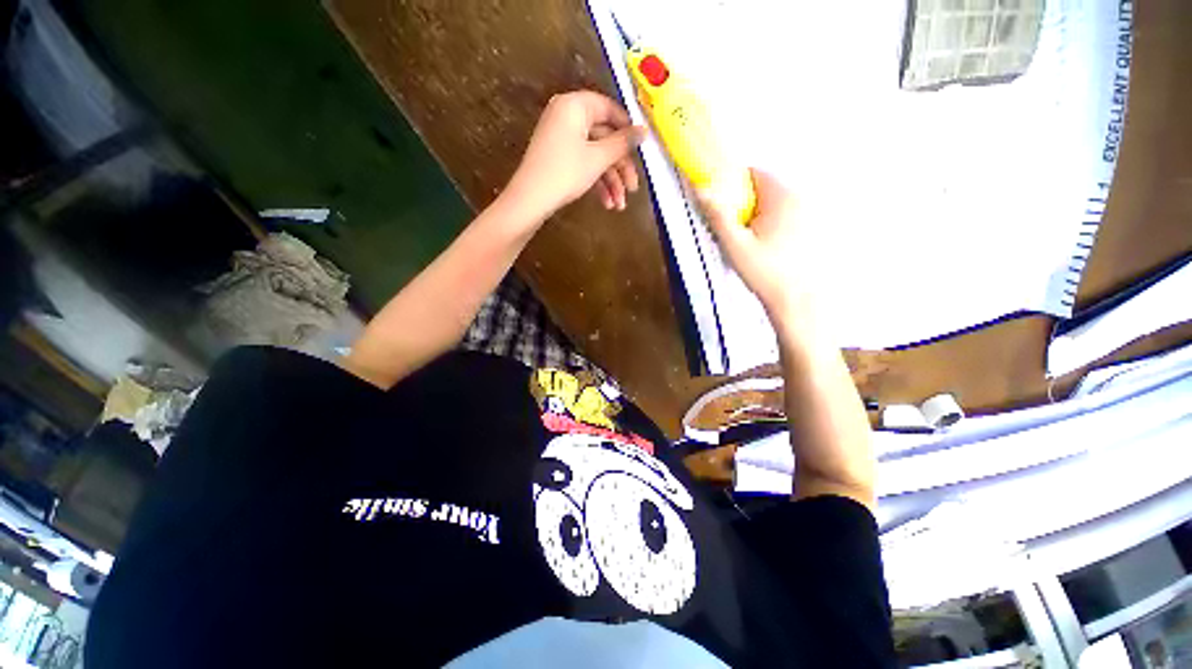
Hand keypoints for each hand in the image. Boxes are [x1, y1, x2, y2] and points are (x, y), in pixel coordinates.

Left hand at [504, 91, 645, 223]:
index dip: (628, 130)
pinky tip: (606, 203)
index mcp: (575, 106)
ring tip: (619, 205)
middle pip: (604, 138)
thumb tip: (644, 130)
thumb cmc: (565, 173)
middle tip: (633, 188)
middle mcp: (567, 117)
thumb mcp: (598, 158)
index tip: (642, 150)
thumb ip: (623, 143)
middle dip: (620, 168)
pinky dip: (596, 183)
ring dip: (610, 181)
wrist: (530, 200)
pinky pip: (583, 164)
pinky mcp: (558, 158)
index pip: (609, 109)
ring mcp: (561, 138)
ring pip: (595, 156)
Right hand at [697, 170, 808, 319]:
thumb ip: (718, 216)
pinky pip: (788, 215)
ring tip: (751, 242)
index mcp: (782, 196)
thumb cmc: (765, 272)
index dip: (733, 184)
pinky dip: (775, 224)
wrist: (798, 300)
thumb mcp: (735, 246)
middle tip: (735, 230)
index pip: (754, 173)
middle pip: (765, 187)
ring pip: (777, 203)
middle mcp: (801, 196)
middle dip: (746, 203)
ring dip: (760, 214)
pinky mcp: (815, 228)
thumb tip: (701, 189)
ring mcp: (812, 212)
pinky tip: (770, 248)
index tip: (723, 206)